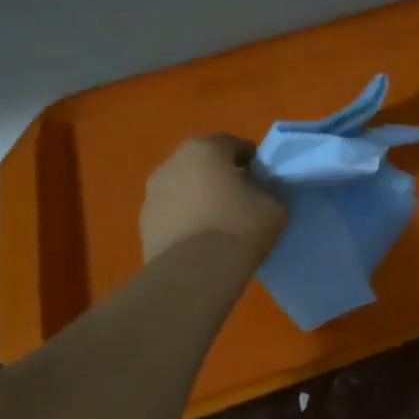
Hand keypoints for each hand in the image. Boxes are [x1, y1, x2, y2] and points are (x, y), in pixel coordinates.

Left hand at [140, 135, 286, 265]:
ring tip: (218, 223)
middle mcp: (172, 162)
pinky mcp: (143, 223)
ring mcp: (152, 193)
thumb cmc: (238, 228)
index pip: (234, 144)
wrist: (194, 274)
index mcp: (205, 149)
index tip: (262, 180)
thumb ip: (269, 190)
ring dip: (199, 196)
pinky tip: (199, 240)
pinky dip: (184, 218)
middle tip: (241, 199)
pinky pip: (171, 212)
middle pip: (204, 163)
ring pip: (184, 187)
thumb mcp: (274, 206)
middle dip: (221, 175)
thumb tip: (262, 192)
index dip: (251, 161)